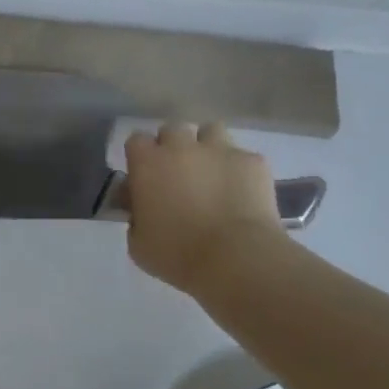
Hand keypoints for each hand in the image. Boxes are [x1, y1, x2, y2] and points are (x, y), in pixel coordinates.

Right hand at [124, 122, 287, 293]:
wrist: (235, 258)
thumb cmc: (177, 254)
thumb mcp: (138, 243)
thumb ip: (136, 217)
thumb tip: (142, 209)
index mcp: (148, 163)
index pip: (136, 140)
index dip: (140, 156)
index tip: (144, 175)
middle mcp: (182, 147)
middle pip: (173, 129)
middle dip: (173, 146)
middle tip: (178, 173)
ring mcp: (220, 150)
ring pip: (211, 131)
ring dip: (207, 146)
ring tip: (211, 172)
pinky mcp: (253, 161)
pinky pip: (242, 156)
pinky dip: (239, 170)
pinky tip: (241, 192)